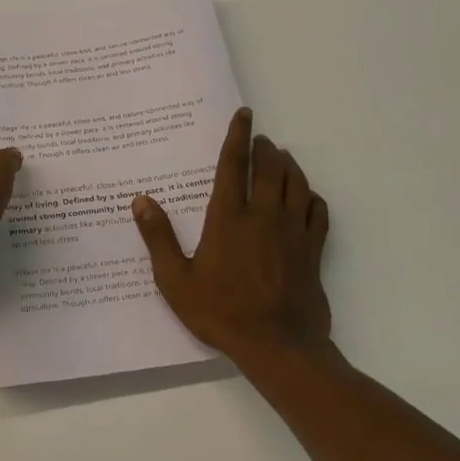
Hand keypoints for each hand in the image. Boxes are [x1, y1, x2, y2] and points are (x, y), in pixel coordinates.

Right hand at [131, 108, 331, 361]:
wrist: (276, 344)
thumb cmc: (220, 312)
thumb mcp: (175, 280)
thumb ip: (158, 238)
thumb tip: (141, 201)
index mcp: (228, 218)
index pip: (233, 165)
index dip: (237, 136)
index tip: (244, 115)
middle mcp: (263, 215)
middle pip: (270, 167)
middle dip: (265, 147)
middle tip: (260, 139)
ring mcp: (293, 231)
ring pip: (296, 183)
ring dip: (288, 165)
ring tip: (281, 158)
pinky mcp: (313, 249)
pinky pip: (318, 211)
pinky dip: (312, 196)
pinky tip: (306, 196)